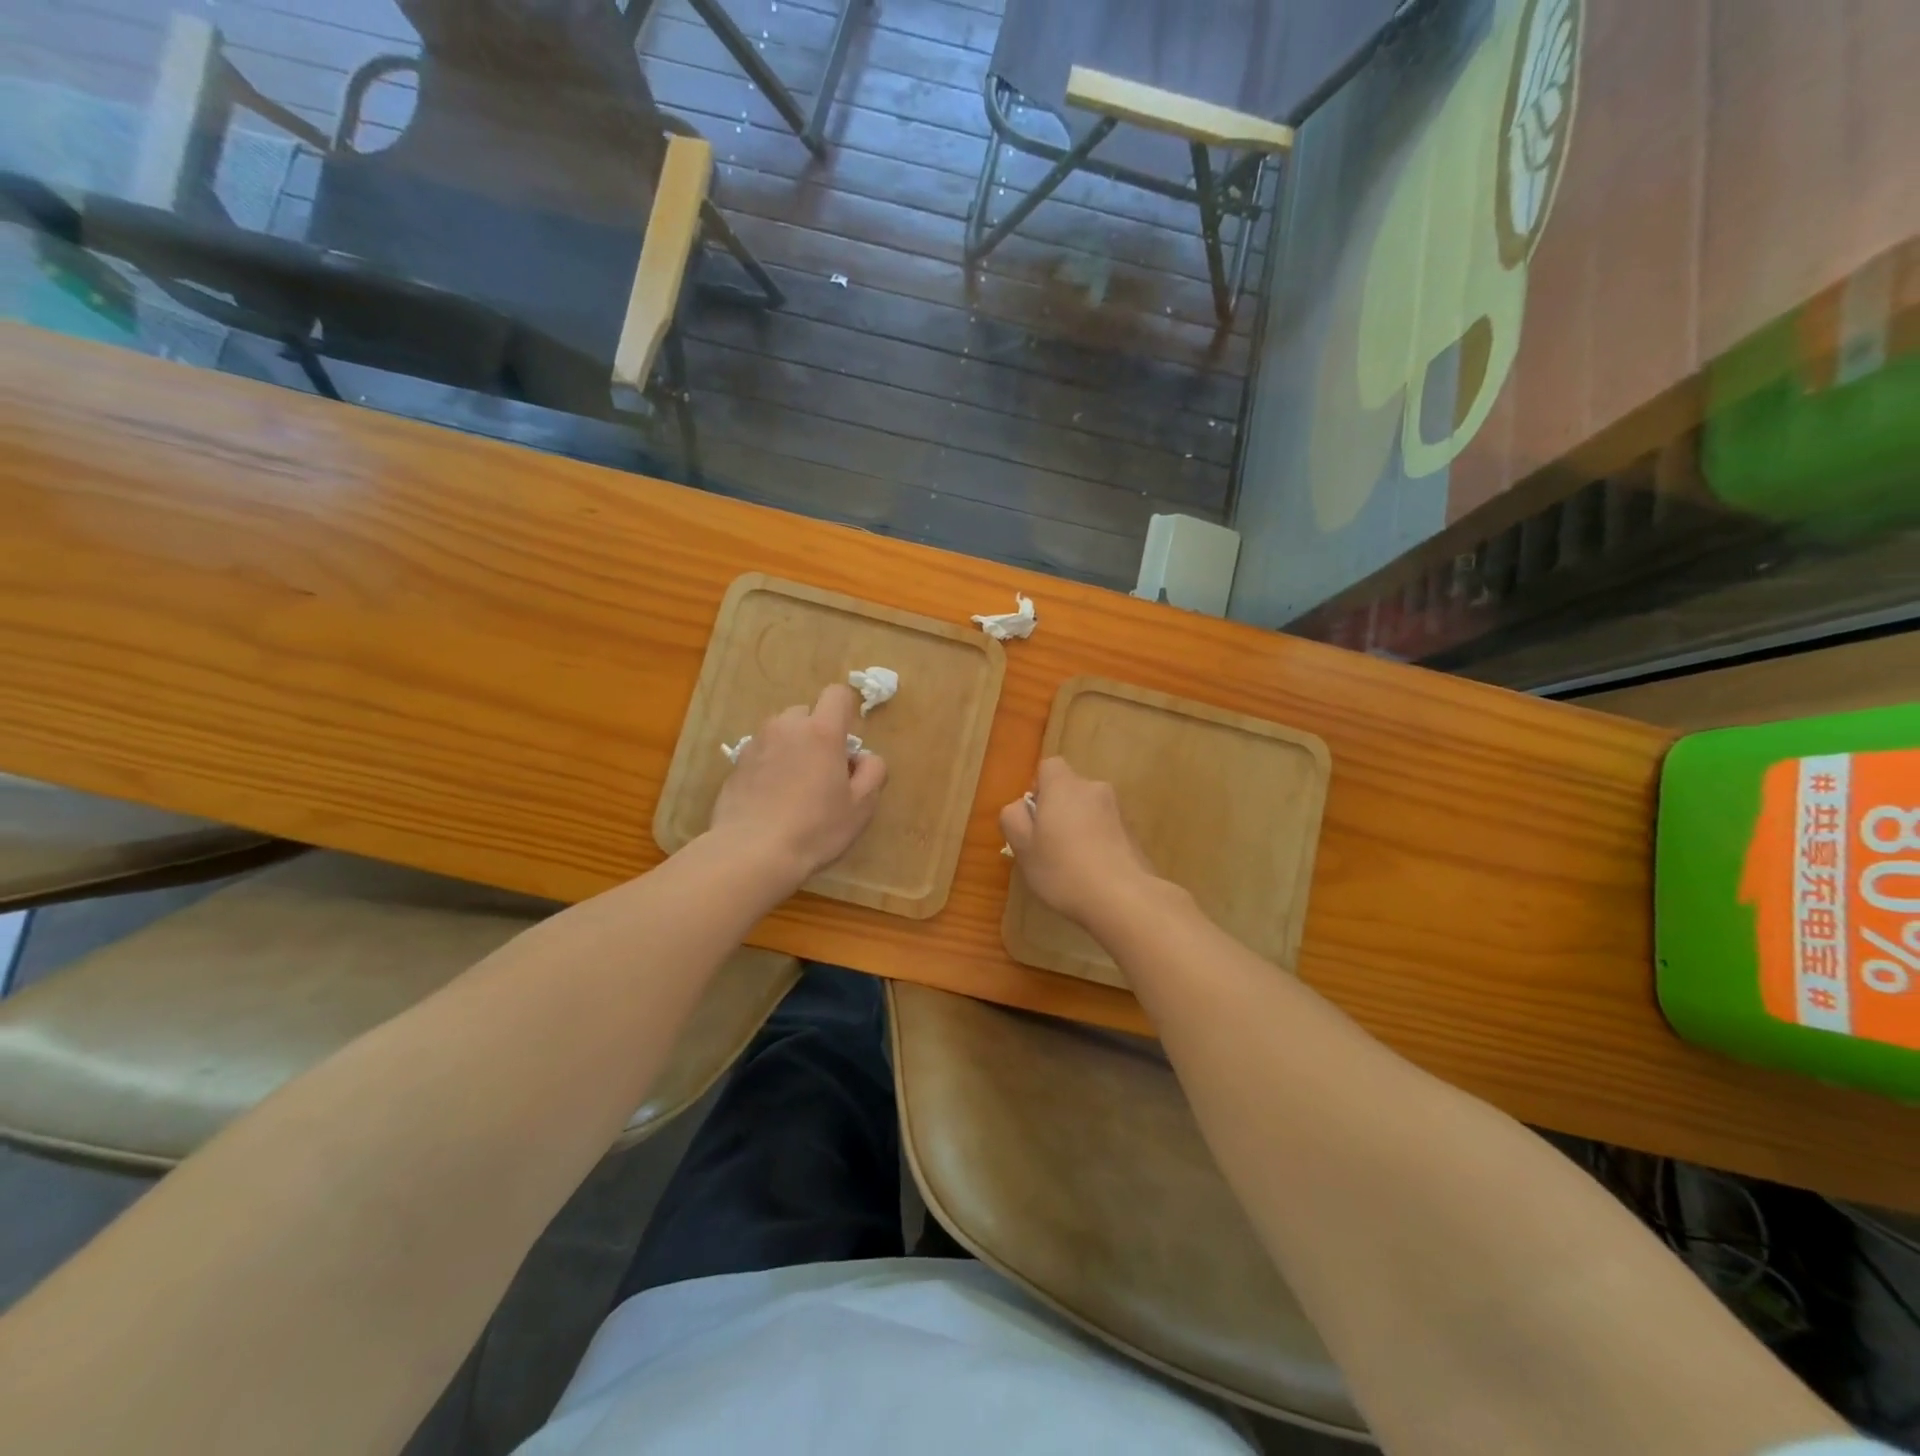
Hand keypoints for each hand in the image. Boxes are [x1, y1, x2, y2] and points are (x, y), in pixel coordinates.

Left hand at [711, 684, 887, 889]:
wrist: (751, 852)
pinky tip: (772, 797)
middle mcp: (786, 727)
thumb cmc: (815, 828)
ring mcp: (757, 743)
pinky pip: (761, 752)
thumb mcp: (861, 806)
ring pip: (781, 732)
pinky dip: (770, 764)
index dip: (846, 710)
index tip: (848, 742)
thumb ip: (873, 772)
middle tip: (823, 770)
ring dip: (792, 746)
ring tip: (795, 785)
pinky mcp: (736, 763)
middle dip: (817, 732)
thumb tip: (864, 758)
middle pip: (807, 713)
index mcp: (821, 731)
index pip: (837, 694)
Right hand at [1000, 757, 1160, 928]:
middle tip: (1048, 845)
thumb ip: (1013, 818)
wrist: (1125, 898)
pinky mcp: (1134, 834)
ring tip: (1072, 865)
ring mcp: (1118, 811)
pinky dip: (1098, 843)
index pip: (1050, 766)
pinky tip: (1094, 874)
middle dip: (1059, 810)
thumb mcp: (1023, 848)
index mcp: (1064, 786)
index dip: (1038, 788)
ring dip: (1079, 828)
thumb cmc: (1063, 870)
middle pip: (1070, 790)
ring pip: (1089, 811)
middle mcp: (1094, 789)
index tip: (1034, 817)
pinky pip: (1107, 830)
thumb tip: (1021, 806)